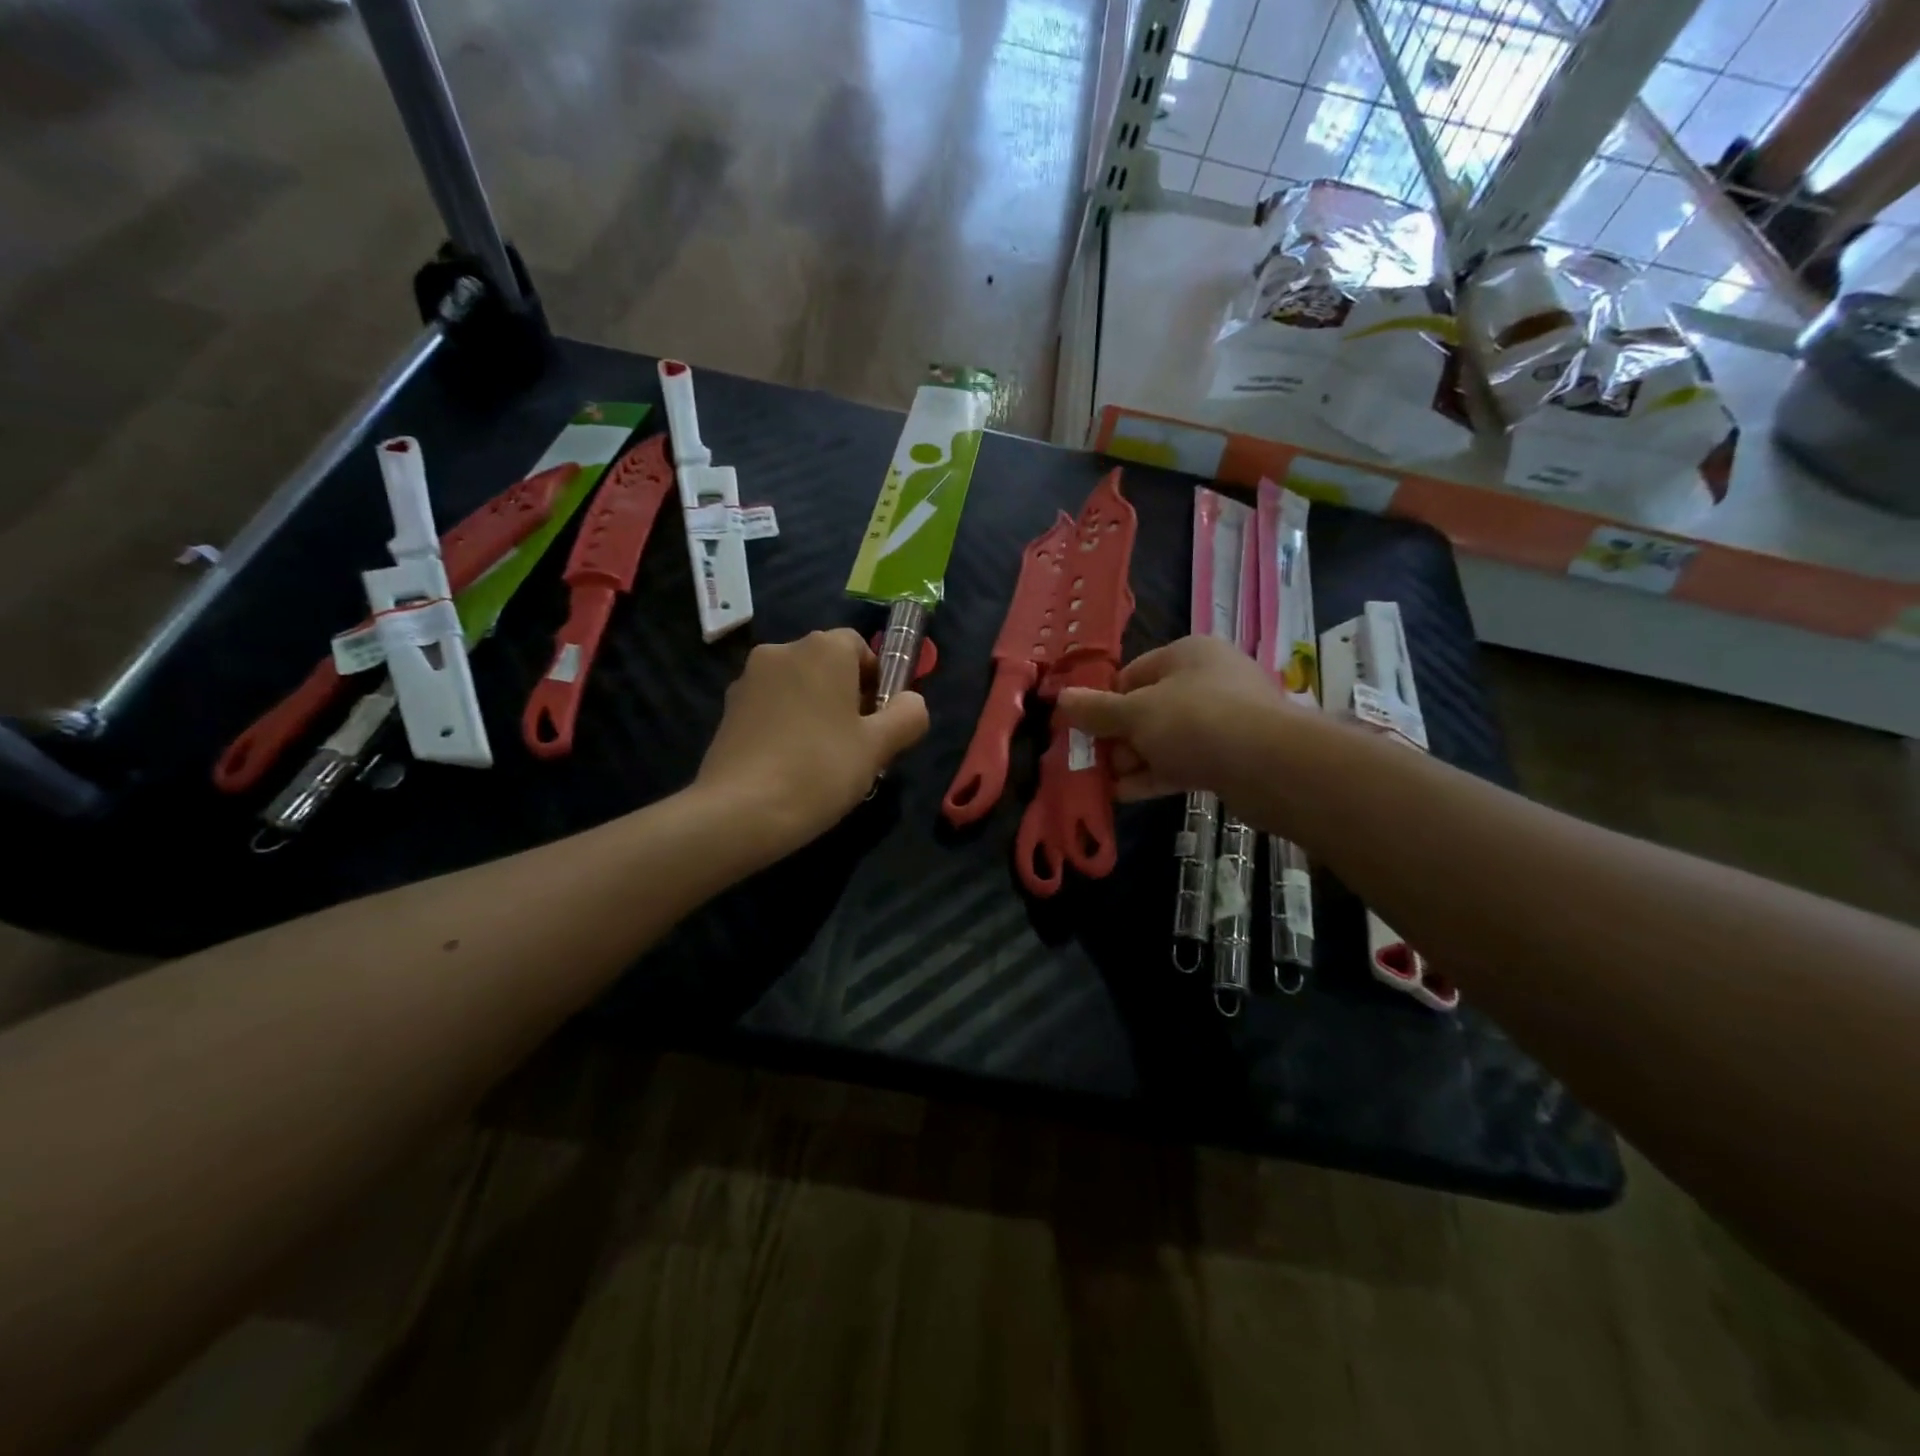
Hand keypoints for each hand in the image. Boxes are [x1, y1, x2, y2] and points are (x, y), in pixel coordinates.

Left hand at [695, 629, 928, 854]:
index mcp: (823, 649)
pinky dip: (785, 724)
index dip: (876, 680)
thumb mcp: (879, 747)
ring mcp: (748, 679)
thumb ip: (907, 716)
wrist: (740, 810)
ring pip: (797, 686)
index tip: (879, 720)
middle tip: (856, 743)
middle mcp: (782, 651)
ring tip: (822, 759)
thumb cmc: (820, 769)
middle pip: (826, 665)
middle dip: (845, 695)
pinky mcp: (727, 709)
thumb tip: (911, 703)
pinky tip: (789, 764)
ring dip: (814, 710)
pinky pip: (770, 707)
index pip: (859, 647)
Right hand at [1055, 635, 1301, 804]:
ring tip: (1101, 783)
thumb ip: (1097, 710)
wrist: (1269, 765)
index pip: (1132, 674)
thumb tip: (1061, 699)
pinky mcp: (1231, 755)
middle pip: (1147, 708)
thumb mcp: (1136, 713)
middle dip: (1117, 737)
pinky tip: (1124, 795)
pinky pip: (1183, 762)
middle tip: (1090, 762)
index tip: (1082, 729)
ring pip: (1164, 738)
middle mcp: (1206, 680)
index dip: (1104, 702)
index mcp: (1187, 654)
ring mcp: (1223, 719)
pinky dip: (1154, 775)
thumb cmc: (1195, 721)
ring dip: (1132, 760)